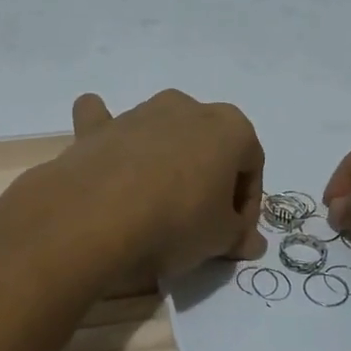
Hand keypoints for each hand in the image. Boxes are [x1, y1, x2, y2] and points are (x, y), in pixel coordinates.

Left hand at [53, 90, 266, 277]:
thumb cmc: (177, 222)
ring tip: (157, 204)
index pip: (251, 166)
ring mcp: (140, 112)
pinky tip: (105, 145)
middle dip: (209, 178)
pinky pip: (105, 120)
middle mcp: (187, 108)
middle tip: (201, 220)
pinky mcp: (98, 126)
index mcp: (230, 127)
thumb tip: (252, 242)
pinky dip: (106, 129)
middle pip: (208, 145)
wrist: (99, 216)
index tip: (234, 235)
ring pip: (162, 131)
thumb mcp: (220, 239)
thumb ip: (239, 235)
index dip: (246, 205)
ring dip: (167, 159)